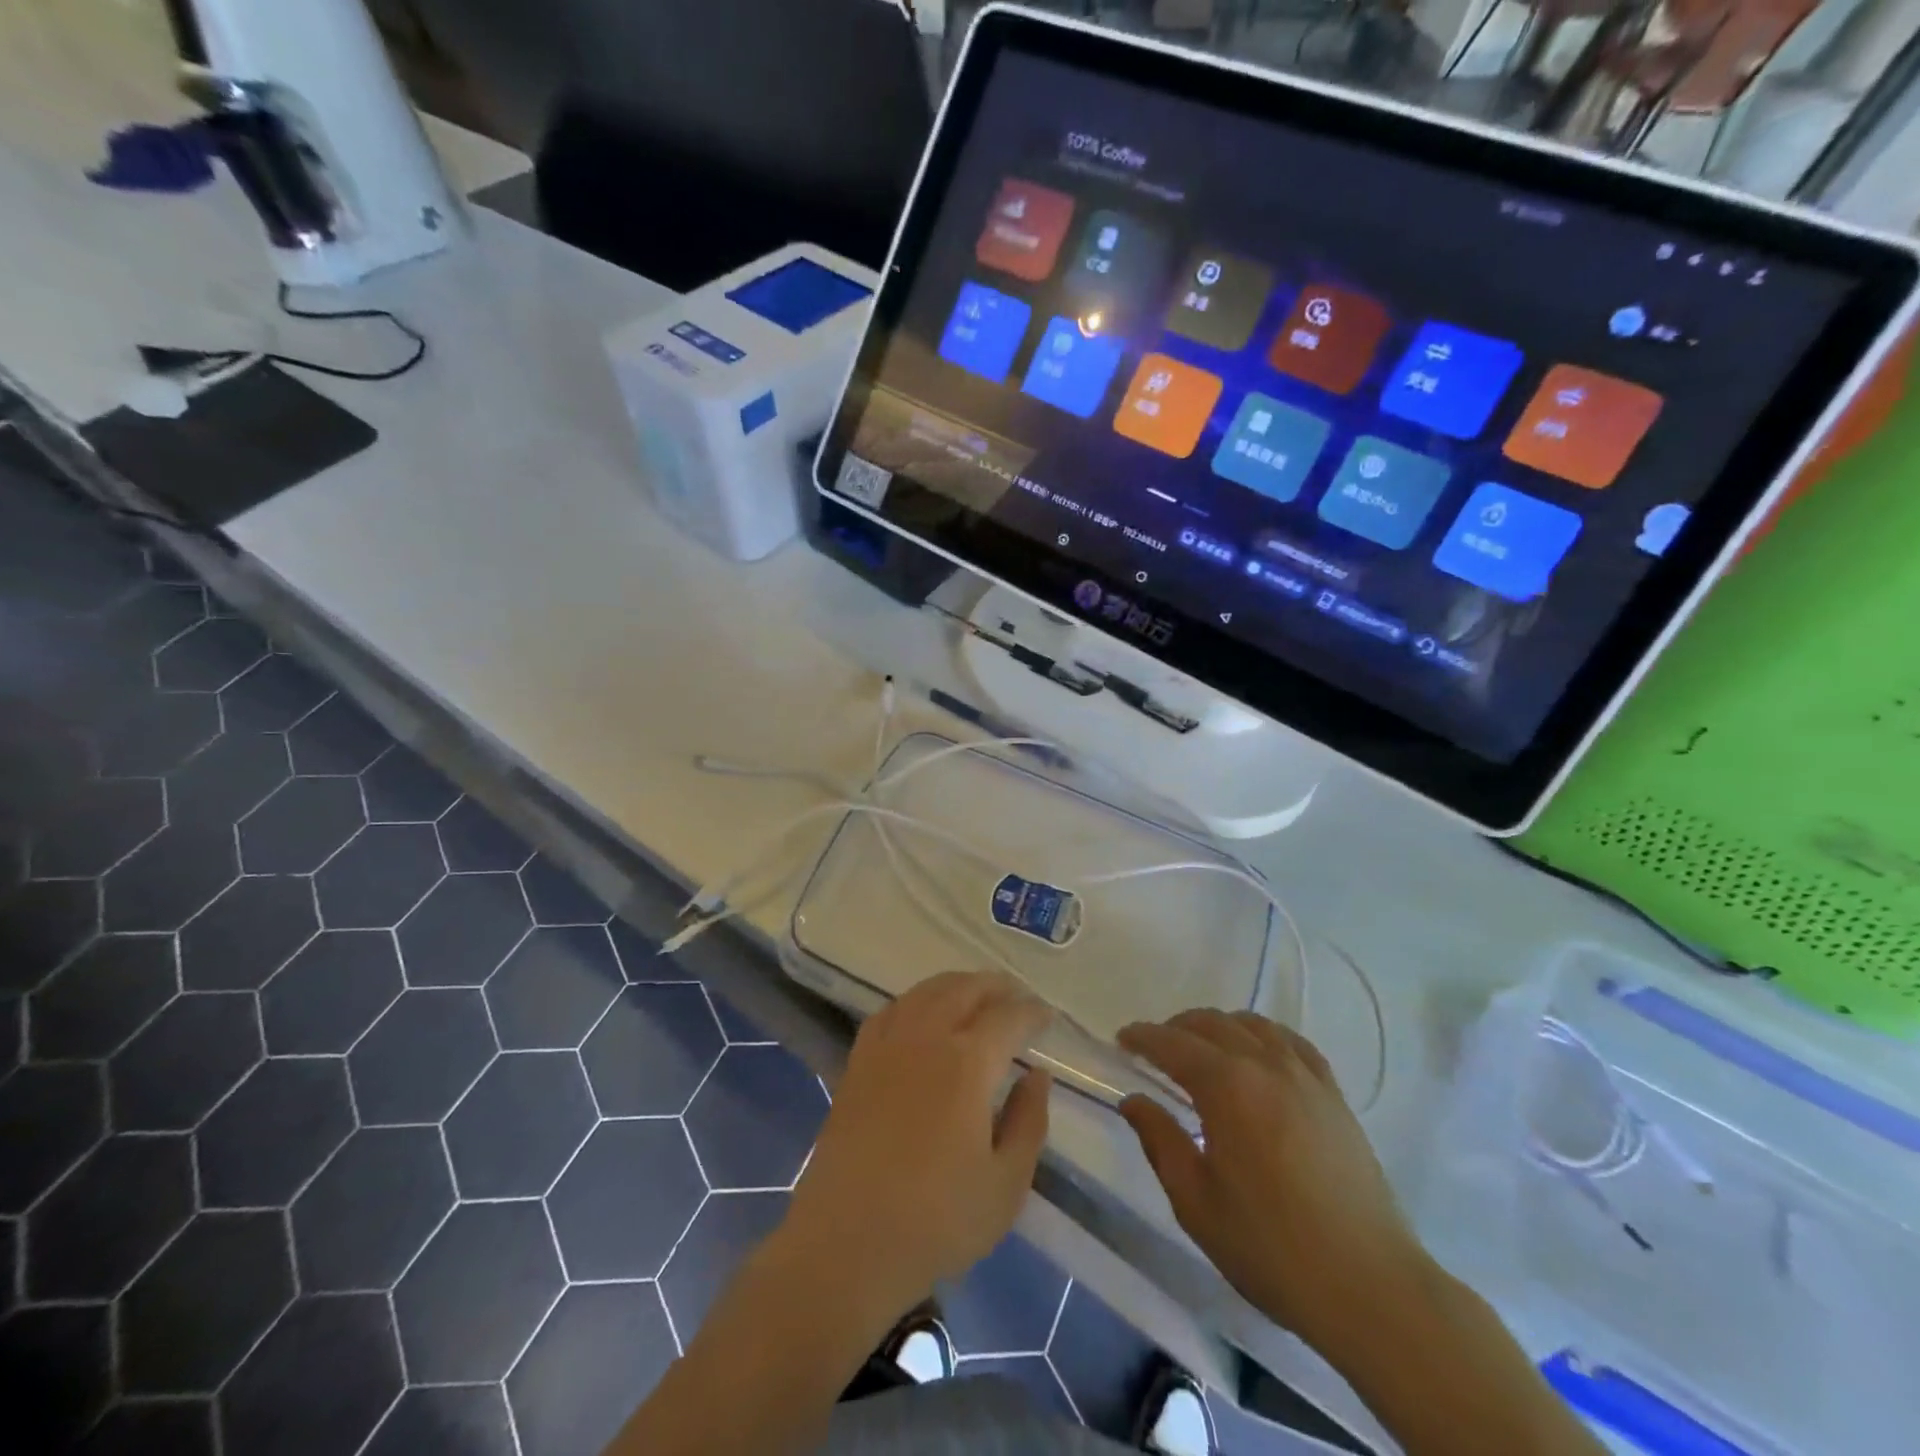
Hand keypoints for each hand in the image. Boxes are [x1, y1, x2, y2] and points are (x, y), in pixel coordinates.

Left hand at [782, 971, 1052, 1321]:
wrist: (845, 1244)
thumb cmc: (935, 1221)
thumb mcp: (1005, 1185)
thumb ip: (1029, 1123)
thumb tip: (1037, 1075)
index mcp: (967, 1063)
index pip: (1007, 1018)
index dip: (1032, 1012)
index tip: (1047, 1016)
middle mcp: (925, 1037)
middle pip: (964, 990)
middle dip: (996, 987)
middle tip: (1017, 996)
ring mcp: (886, 1045)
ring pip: (926, 992)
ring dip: (957, 985)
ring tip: (977, 996)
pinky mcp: (857, 1061)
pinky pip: (892, 1010)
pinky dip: (917, 1000)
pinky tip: (923, 1014)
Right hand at [1118, 1010, 1427, 1357]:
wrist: (1369, 1285)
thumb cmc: (1271, 1247)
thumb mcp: (1196, 1202)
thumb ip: (1160, 1141)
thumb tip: (1134, 1100)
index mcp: (1226, 1086)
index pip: (1172, 1043)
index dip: (1142, 1037)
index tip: (1122, 1040)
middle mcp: (1264, 1064)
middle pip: (1211, 1023)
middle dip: (1175, 1028)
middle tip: (1154, 1049)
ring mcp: (1304, 1076)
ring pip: (1252, 1024)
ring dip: (1217, 1026)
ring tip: (1202, 1048)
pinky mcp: (1333, 1094)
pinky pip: (1291, 1042)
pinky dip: (1263, 1035)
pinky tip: (1258, 1053)